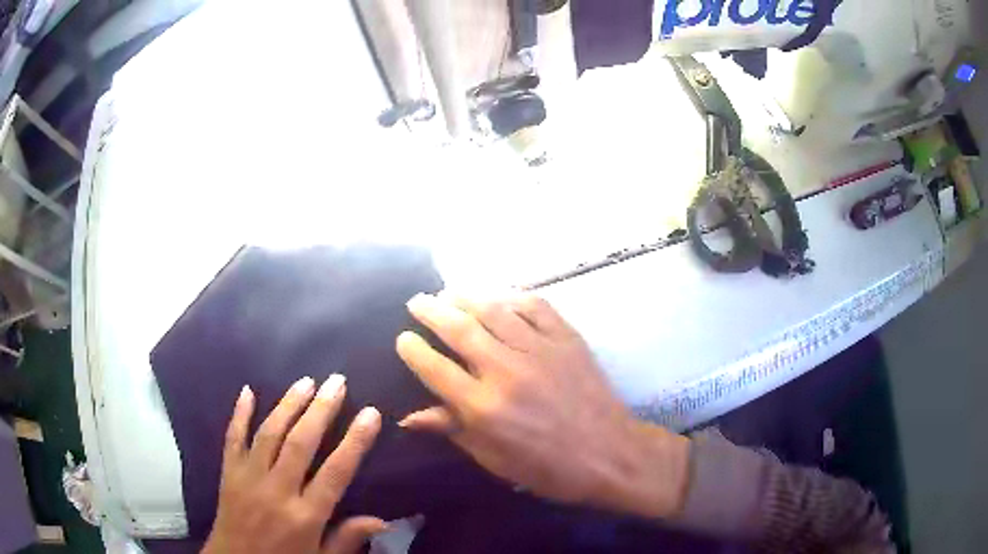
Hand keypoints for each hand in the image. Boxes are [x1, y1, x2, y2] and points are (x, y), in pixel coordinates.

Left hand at [203, 376, 384, 553]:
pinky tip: (247, 391)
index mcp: (305, 516)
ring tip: (306, 381)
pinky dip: (239, 413)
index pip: (336, 472)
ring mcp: (248, 478)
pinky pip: (233, 438)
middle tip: (337, 381)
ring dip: (288, 404)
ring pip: (269, 433)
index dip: (355, 441)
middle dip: (321, 409)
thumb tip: (383, 521)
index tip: (370, 413)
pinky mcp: (228, 473)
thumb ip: (348, 539)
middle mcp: (277, 491)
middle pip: (301, 443)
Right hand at [395, 292, 690, 518]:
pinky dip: (512, 297)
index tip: (403, 338)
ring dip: (465, 297)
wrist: (610, 455)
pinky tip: (500, 298)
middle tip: (417, 301)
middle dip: (430, 310)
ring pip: (493, 310)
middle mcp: (506, 371)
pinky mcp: (567, 339)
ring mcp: (539, 350)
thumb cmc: (548, 468)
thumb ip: (452, 430)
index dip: (412, 349)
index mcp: (483, 407)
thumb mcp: (494, 459)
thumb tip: (409, 417)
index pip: (434, 368)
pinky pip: (535, 306)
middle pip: (458, 328)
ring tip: (449, 292)